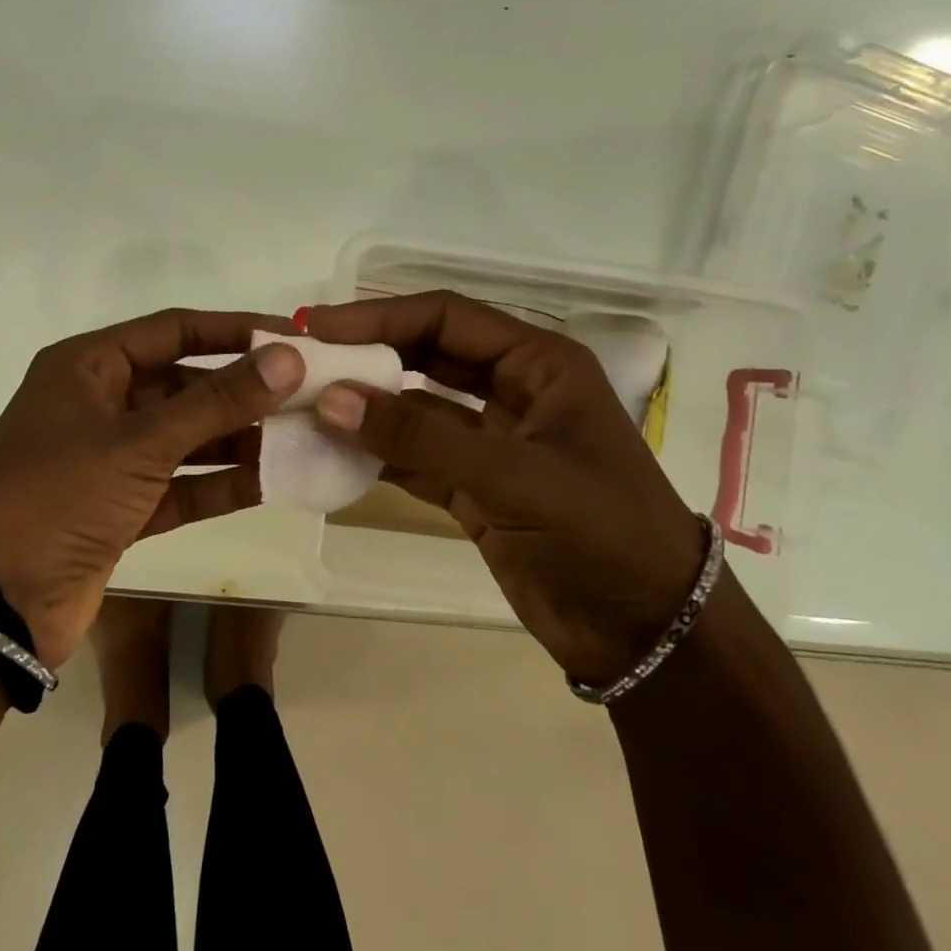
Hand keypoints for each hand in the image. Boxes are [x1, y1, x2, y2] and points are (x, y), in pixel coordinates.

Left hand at [0, 309, 305, 667]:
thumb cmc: (56, 496)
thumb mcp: (140, 442)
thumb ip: (216, 401)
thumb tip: (287, 359)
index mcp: (89, 367)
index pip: (174, 330)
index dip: (234, 331)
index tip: (292, 338)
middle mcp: (100, 405)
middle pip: (185, 385)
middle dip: (243, 391)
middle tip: (309, 395)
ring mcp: (109, 461)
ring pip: (186, 438)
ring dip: (238, 439)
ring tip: (302, 438)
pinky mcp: (120, 511)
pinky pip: (180, 487)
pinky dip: (219, 486)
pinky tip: (271, 483)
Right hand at [301, 291, 704, 684]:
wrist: (647, 634)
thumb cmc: (601, 532)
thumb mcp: (514, 476)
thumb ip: (419, 437)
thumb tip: (330, 399)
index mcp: (538, 364)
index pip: (446, 318)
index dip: (380, 316)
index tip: (318, 326)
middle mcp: (513, 391)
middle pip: (426, 355)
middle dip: (368, 355)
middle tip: (303, 361)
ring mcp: (491, 442)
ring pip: (415, 408)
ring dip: (366, 408)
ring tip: (304, 406)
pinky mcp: (474, 488)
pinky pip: (414, 457)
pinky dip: (376, 455)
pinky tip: (333, 455)